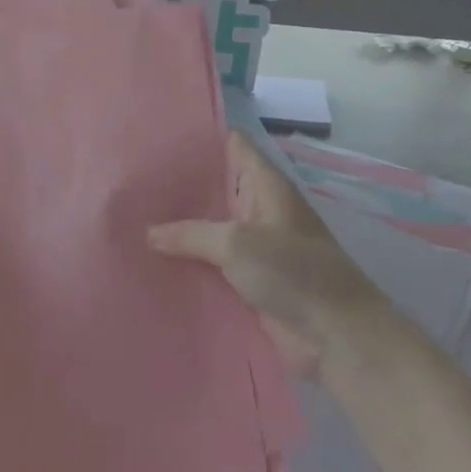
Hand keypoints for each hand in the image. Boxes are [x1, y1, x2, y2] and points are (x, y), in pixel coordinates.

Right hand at [149, 131, 393, 374]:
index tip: (159, 135)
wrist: (337, 336)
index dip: (201, 138)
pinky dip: (190, 263)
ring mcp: (256, 247)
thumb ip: (191, 234)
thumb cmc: (295, 274)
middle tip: (133, 181)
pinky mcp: (251, 281)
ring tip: (133, 218)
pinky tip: (153, 261)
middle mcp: (260, 210)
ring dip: (181, 229)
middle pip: (217, 188)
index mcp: (267, 187)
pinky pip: (213, 265)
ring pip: (211, 229)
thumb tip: (149, 232)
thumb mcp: (238, 244)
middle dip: (180, 186)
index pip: (234, 145)